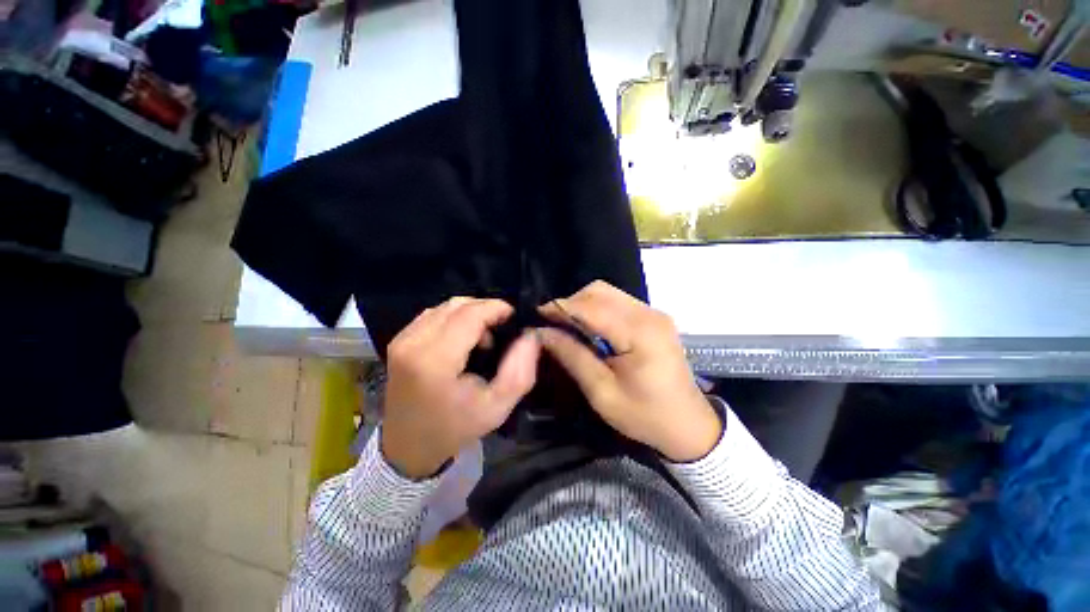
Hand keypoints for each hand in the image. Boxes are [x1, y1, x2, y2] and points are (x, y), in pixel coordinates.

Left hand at [382, 297, 540, 478]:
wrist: (408, 446)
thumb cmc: (455, 428)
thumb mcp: (498, 407)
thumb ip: (520, 369)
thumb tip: (530, 334)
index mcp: (434, 361)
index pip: (470, 314)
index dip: (496, 308)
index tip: (514, 318)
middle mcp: (413, 342)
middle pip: (458, 305)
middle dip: (486, 310)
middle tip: (501, 330)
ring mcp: (402, 339)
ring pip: (446, 306)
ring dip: (470, 314)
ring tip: (483, 339)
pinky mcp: (399, 339)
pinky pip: (434, 314)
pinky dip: (454, 318)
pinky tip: (462, 339)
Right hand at [538, 281, 720, 461]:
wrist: (689, 425)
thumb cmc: (645, 416)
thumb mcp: (602, 393)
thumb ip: (572, 356)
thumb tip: (542, 332)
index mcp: (639, 333)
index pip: (590, 307)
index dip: (560, 307)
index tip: (536, 316)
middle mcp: (648, 314)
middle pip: (599, 291)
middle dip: (571, 303)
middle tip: (553, 324)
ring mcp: (654, 313)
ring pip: (608, 293)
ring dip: (583, 305)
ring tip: (568, 327)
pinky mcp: (654, 318)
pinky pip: (618, 302)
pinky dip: (598, 309)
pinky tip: (590, 328)